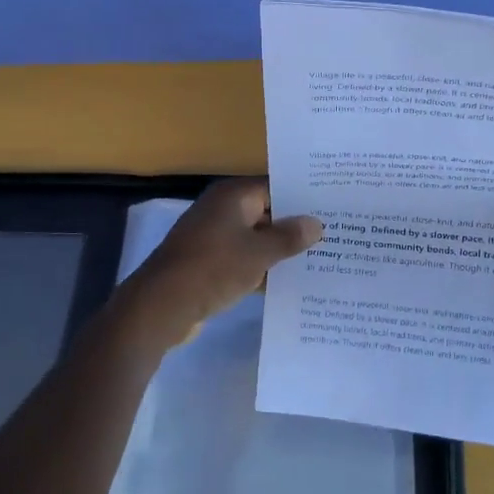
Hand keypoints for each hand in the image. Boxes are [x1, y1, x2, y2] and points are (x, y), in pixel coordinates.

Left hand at [117, 178, 321, 346]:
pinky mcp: (208, 262)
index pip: (276, 187)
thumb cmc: (213, 268)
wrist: (161, 306)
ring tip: (318, 258)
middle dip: (294, 226)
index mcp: (233, 196)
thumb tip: (316, 223)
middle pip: (267, 212)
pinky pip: (242, 258)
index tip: (331, 208)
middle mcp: (222, 209)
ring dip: (278, 250)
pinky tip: (287, 281)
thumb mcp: (259, 253)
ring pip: (255, 238)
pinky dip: (261, 267)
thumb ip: (289, 237)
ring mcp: (213, 236)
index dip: (303, 198)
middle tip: (332, 234)